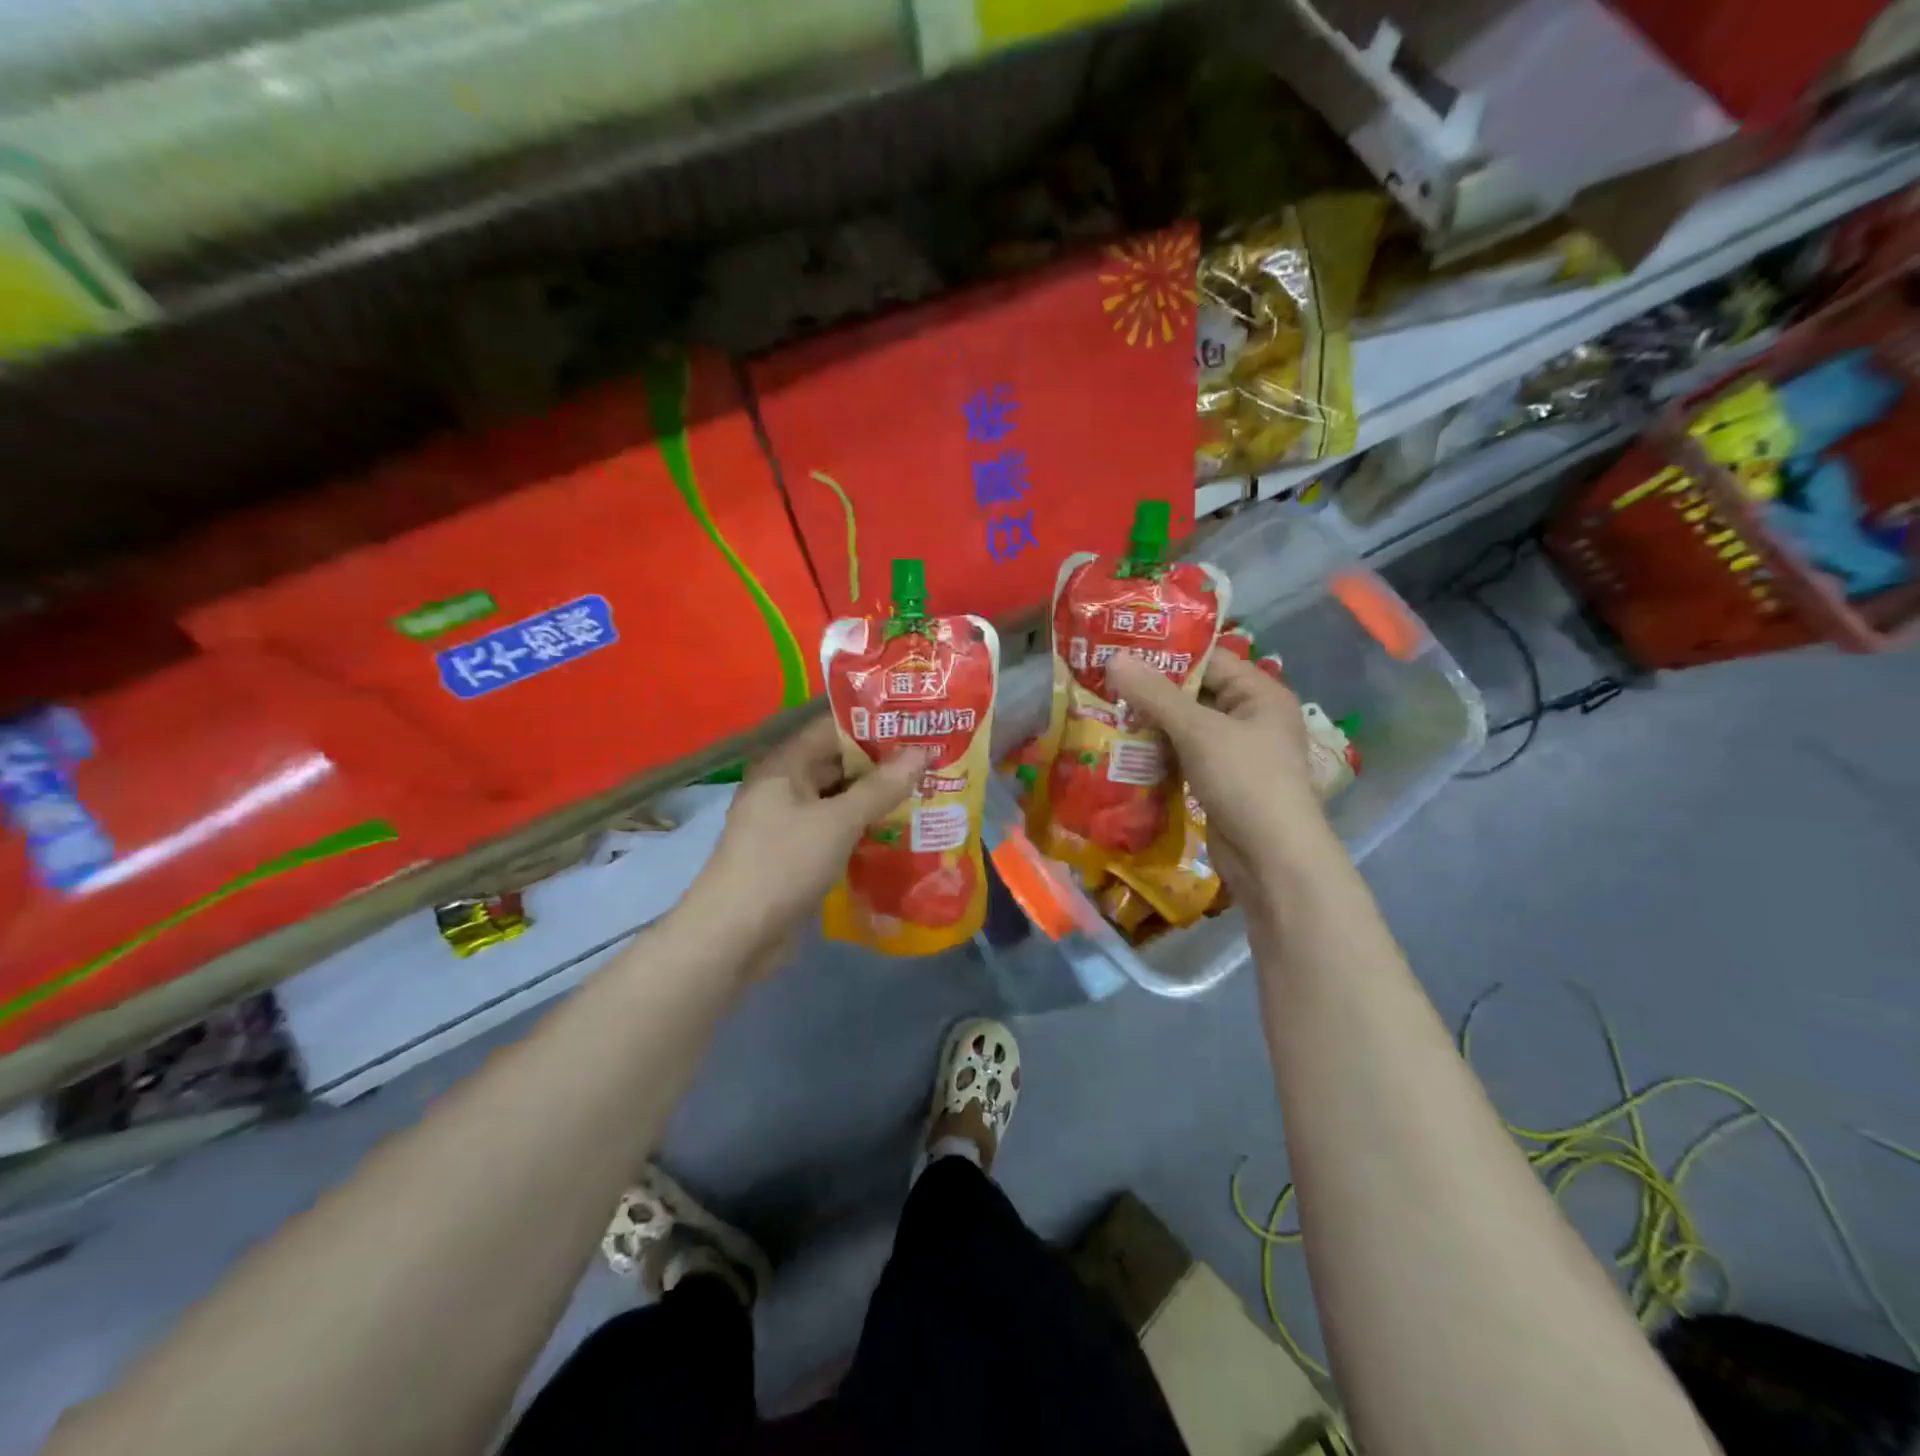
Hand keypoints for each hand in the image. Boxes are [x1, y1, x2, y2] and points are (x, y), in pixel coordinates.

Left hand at [683, 715, 927, 970]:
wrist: (735, 934)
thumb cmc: (784, 863)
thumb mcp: (839, 821)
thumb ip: (881, 787)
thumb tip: (921, 751)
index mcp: (784, 765)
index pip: (833, 729)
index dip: (874, 726)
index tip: (916, 726)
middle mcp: (783, 787)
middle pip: (837, 764)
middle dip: (881, 765)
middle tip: (930, 762)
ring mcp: (787, 823)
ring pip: (838, 800)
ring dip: (874, 800)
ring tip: (924, 793)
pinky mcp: (795, 855)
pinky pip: (834, 830)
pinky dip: (861, 829)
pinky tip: (897, 833)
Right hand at [1106, 652, 1331, 892]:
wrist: (1271, 859)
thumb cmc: (1245, 780)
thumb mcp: (1198, 731)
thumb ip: (1155, 694)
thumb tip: (1114, 658)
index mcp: (1260, 694)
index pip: (1210, 660)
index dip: (1167, 653)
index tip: (1122, 648)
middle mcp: (1251, 719)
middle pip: (1195, 694)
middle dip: (1151, 692)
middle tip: (1103, 682)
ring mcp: (1235, 754)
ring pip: (1186, 729)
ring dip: (1150, 725)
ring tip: (1104, 712)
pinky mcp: (1219, 784)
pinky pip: (1184, 758)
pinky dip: (1158, 754)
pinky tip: (1123, 751)